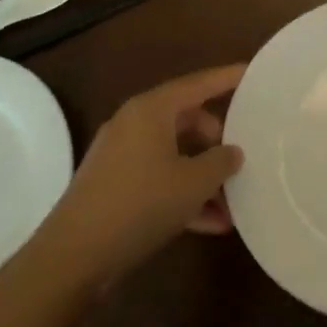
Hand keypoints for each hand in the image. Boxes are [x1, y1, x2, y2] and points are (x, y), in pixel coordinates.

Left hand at [36, 65, 245, 288]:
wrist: (75, 255)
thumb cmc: (140, 204)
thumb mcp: (193, 183)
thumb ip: (221, 162)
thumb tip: (233, 152)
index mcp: (151, 110)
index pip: (197, 84)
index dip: (226, 78)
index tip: (251, 72)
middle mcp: (134, 124)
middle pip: (187, 120)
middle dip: (218, 141)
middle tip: (243, 156)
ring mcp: (121, 156)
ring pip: (175, 154)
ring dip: (204, 176)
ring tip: (234, 203)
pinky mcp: (114, 186)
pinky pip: (159, 179)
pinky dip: (183, 194)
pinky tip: (211, 224)